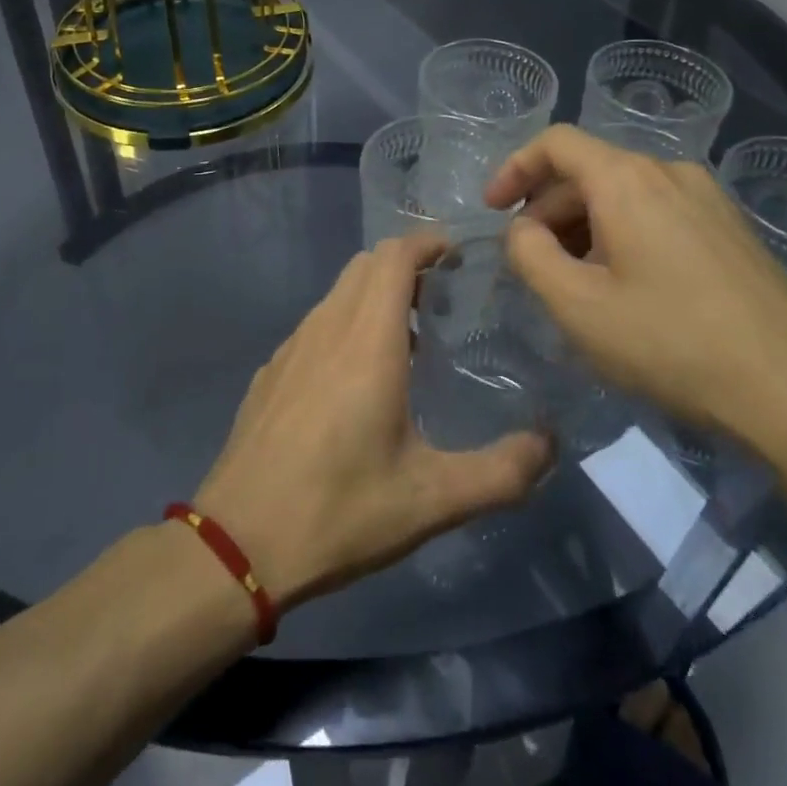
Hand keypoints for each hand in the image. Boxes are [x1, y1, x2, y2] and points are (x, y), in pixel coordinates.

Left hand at [195, 235, 553, 610]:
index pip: (393, 256)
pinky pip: (316, 324)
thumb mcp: (432, 501)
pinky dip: (345, 323)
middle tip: (442, 298)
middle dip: (405, 265)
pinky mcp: (271, 372)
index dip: (426, 242)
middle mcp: (326, 328)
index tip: (458, 255)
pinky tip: (356, 378)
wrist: (237, 543)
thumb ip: (502, 472)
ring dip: (373, 295)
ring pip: (337, 293)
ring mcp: (291, 348)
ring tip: (408, 339)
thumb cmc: (339, 511)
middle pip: (365, 265)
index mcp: (366, 341)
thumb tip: (549, 443)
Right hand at [484, 126, 786, 449]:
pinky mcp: (732, 231)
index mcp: (628, 179)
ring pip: (624, 195)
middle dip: (547, 211)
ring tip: (575, 284)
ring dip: (584, 227)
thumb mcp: (577, 306)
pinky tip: (626, 290)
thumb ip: (529, 255)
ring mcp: (709, 200)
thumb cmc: (672, 343)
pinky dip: (622, 236)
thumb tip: (523, 229)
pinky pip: (658, 214)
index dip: (514, 168)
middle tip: (531, 265)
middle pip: (589, 171)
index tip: (491, 209)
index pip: (556, 142)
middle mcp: (670, 172)